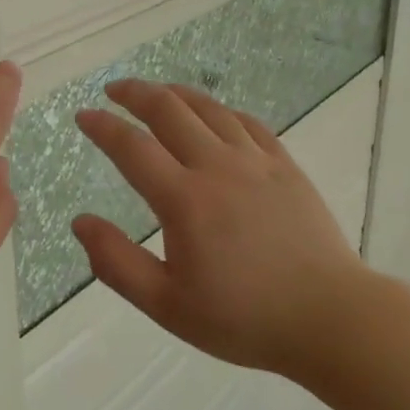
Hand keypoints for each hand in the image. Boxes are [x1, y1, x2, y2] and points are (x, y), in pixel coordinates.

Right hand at [73, 81, 364, 377]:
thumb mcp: (167, 305)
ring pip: (209, 109)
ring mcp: (256, 162)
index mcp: (184, 200)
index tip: (83, 115)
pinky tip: (214, 114)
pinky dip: (221, 110)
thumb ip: (117, 262)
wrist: (329, 318)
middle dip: (135, 93)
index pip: (132, 147)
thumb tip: (80, 222)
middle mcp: (217, 167)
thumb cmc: (243, 318)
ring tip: (157, 91)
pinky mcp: (285, 166)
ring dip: (176, 93)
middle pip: (169, 111)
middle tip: (114, 90)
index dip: (103, 126)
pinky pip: (247, 123)